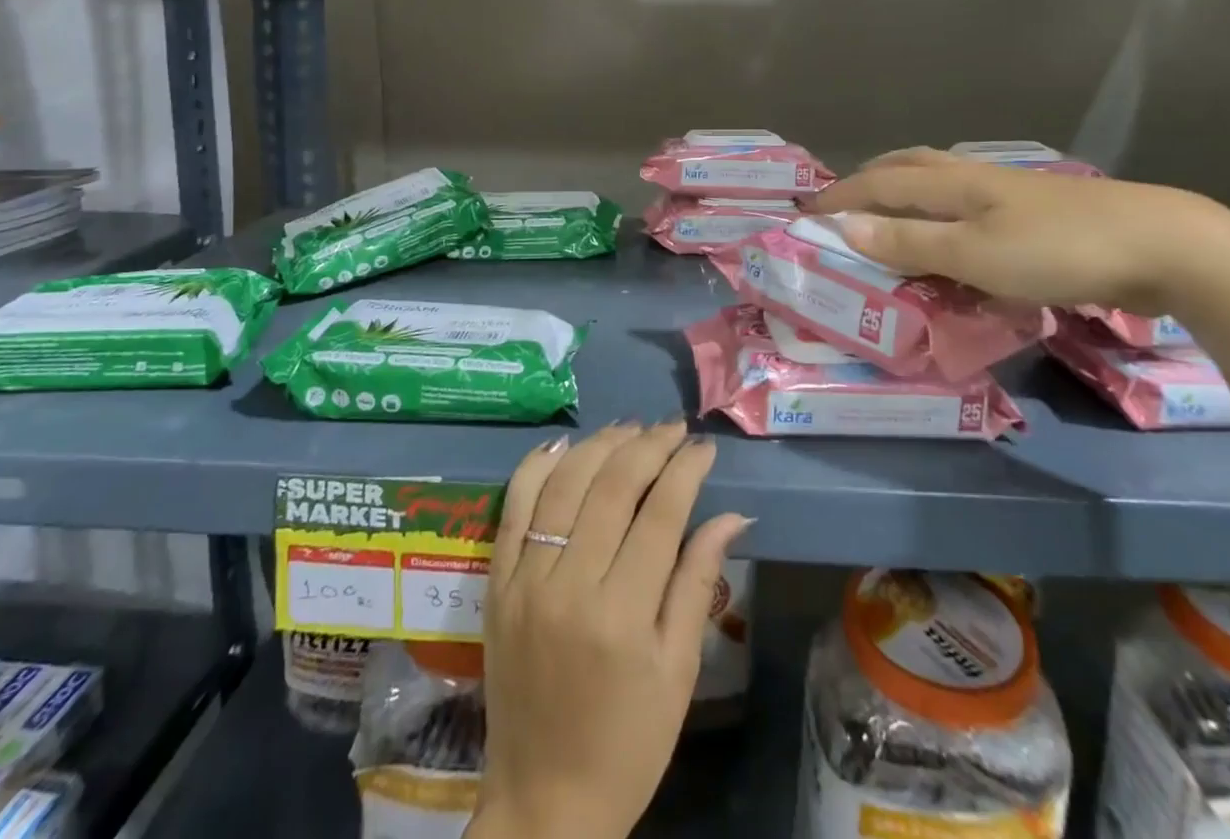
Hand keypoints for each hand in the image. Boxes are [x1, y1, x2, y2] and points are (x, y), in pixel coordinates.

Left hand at [470, 421, 750, 838]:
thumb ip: (699, 582)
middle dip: (648, 445)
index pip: (660, 514)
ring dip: (600, 445)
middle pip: (611, 487)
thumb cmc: (628, 745)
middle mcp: (569, 587)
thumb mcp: (678, 671)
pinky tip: (564, 444)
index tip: (704, 446)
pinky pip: (513, 507)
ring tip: (630, 428)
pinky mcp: (496, 583)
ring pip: (564, 484)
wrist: (543, 805)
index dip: (686, 470)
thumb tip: (733, 515)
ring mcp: (525, 581)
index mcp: (622, 616)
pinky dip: (537, 466)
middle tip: (673, 427)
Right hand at [807, 147, 1229, 312]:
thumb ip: (910, 241)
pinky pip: (969, 204)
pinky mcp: (1039, 213)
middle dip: (870, 179)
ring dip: (905, 189)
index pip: (881, 182)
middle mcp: (977, 178)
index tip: (807, 213)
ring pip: (942, 180)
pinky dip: (941, 211)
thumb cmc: (1059, 250)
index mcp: (956, 184)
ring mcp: (1011, 193)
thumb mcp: (975, 254)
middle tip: (842, 201)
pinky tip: (954, 231)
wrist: (1165, 246)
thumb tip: (845, 226)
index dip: (841, 196)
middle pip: (910, 165)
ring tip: (888, 210)